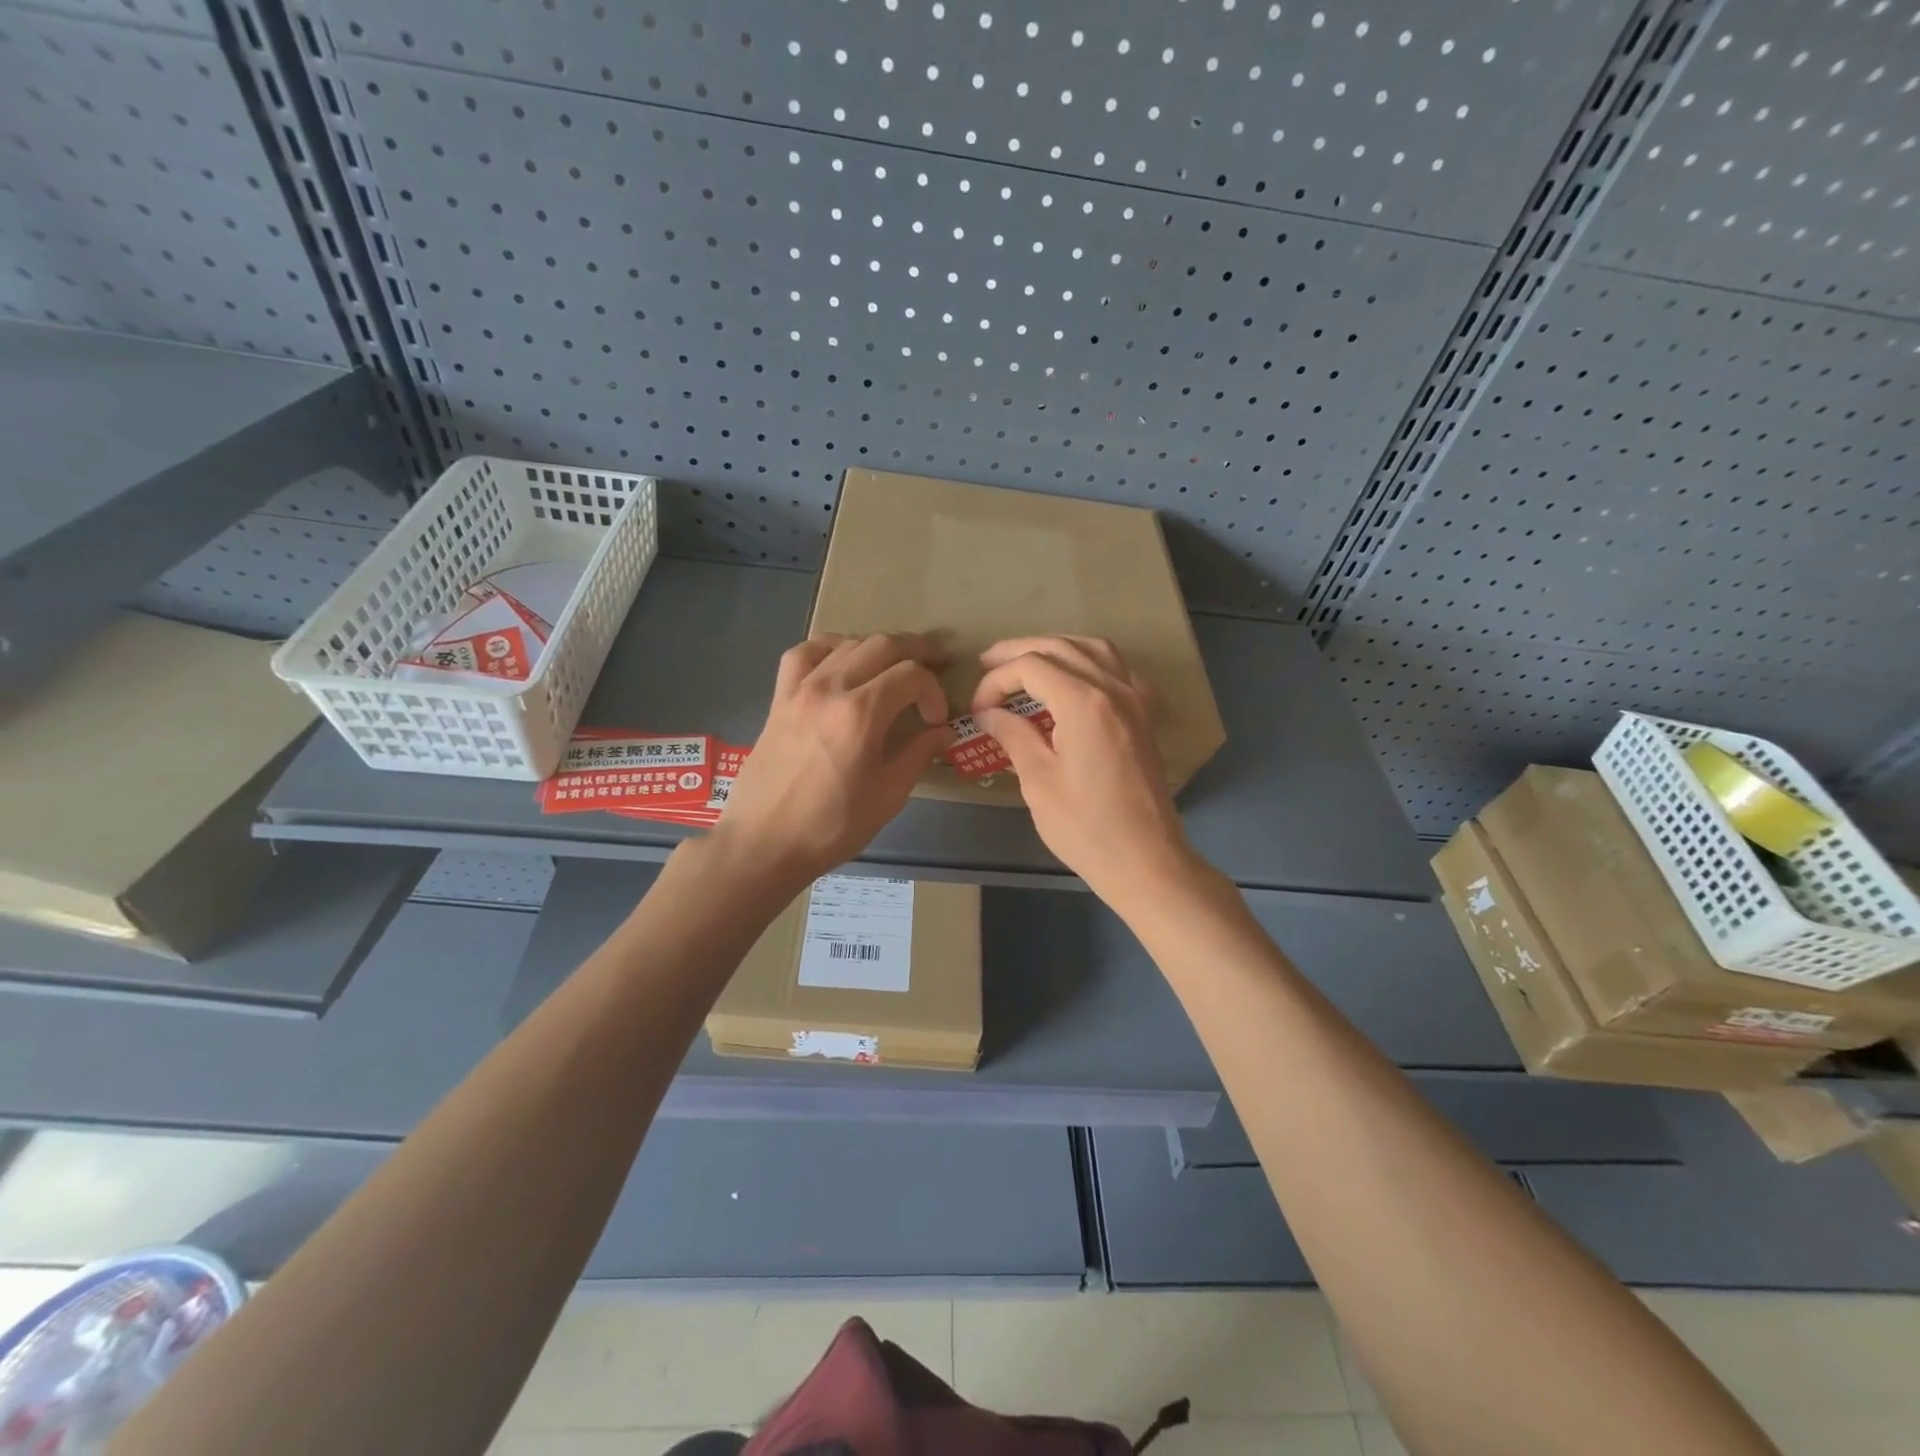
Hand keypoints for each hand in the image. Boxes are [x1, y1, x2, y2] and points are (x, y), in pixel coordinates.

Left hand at [715, 633, 951, 886]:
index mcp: (861, 713)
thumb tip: (942, 732)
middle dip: (917, 650)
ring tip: (895, 665)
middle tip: (938, 663)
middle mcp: (830, 688)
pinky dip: (829, 648)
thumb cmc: (831, 827)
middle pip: (882, 645)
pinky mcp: (779, 699)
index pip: (912, 675)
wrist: (763, 844)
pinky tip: (841, 661)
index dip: (934, 690)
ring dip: (878, 648)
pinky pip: (803, 654)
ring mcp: (800, 689)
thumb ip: (918, 754)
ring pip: (846, 644)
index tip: (937, 719)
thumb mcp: (887, 796)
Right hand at [972, 636, 1199, 901]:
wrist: (1145, 860)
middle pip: (1061, 647)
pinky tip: (1075, 681)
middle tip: (987, 664)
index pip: (1030, 667)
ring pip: (1094, 650)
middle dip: (1019, 651)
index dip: (996, 680)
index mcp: (1084, 702)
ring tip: (1027, 664)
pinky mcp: (1143, 717)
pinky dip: (1090, 663)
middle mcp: (1113, 688)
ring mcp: (1135, 700)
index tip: (978, 709)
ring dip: (1057, 648)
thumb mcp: (1038, 780)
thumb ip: (1013, 735)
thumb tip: (987, 713)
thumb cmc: (1085, 826)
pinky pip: (1118, 671)